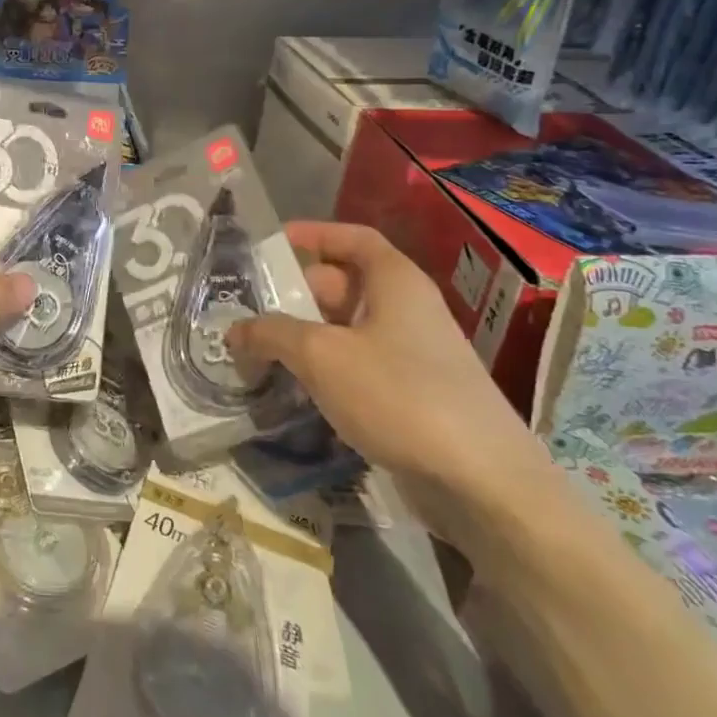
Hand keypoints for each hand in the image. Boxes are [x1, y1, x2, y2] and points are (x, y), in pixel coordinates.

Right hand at [227, 223, 550, 536]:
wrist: (483, 482)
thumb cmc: (399, 394)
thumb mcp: (321, 355)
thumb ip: (271, 334)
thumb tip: (234, 330)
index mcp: (395, 281)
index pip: (352, 238)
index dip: (312, 234)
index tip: (271, 245)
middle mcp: (407, 308)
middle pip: (343, 284)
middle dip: (295, 294)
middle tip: (248, 309)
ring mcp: (414, 353)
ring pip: (347, 329)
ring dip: (305, 336)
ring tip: (259, 350)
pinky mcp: (414, 394)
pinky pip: (360, 365)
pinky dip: (327, 368)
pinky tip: (297, 389)